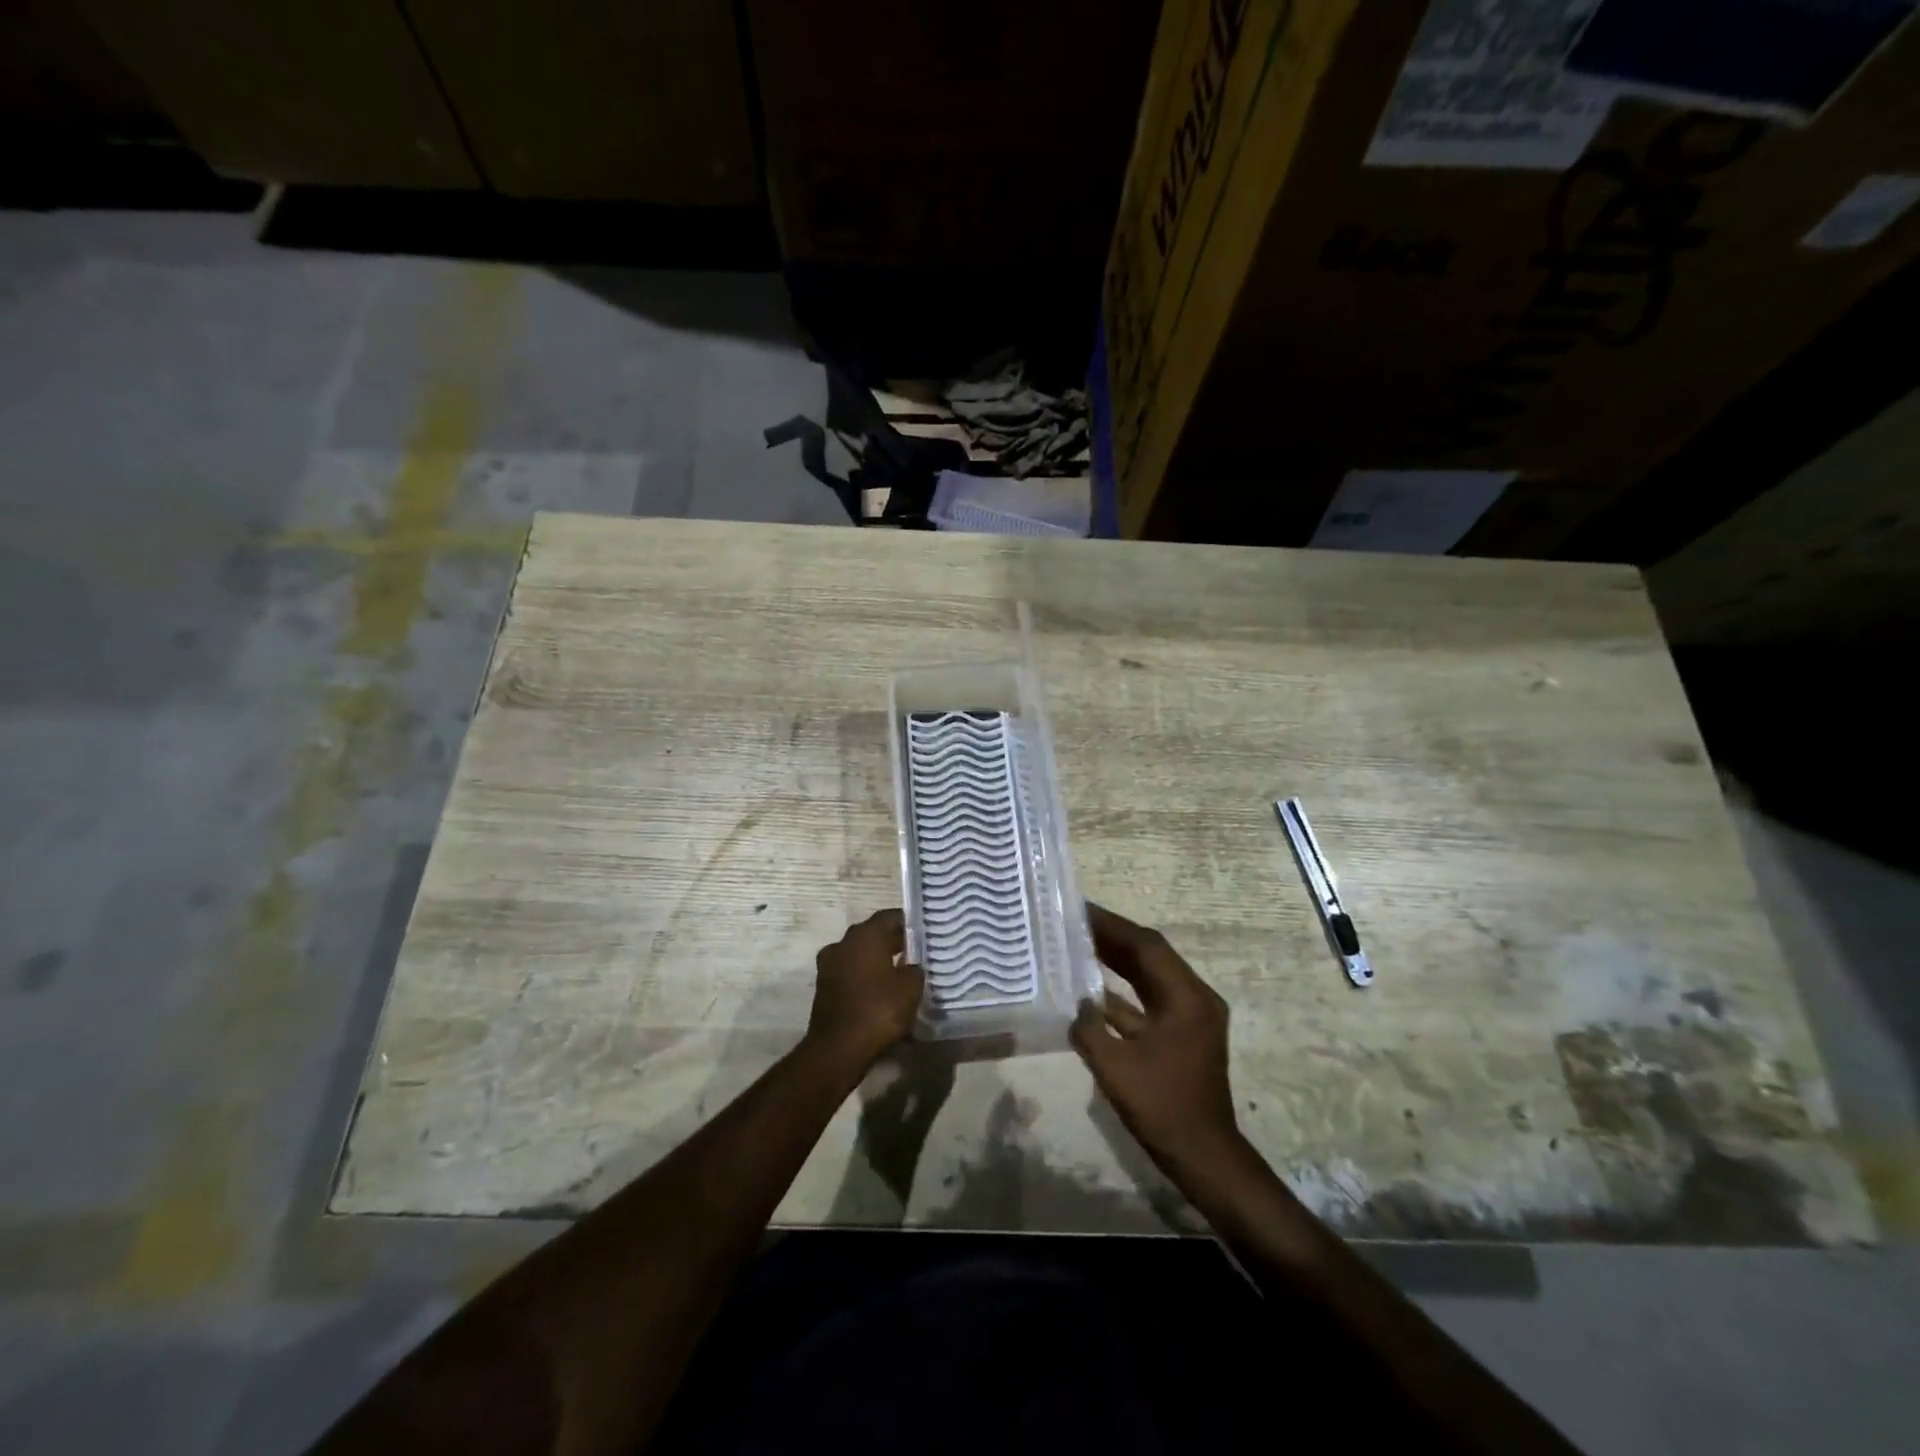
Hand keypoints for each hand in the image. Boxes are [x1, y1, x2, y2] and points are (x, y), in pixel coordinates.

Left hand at [804, 909, 923, 1071]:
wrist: (837, 1050)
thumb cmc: (878, 1010)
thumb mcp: (910, 988)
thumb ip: (915, 969)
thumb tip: (912, 966)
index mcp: (864, 935)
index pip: (889, 916)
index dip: (908, 922)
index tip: (925, 930)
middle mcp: (843, 943)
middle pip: (873, 934)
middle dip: (894, 942)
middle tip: (917, 952)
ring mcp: (829, 965)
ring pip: (860, 954)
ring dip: (878, 961)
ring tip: (901, 973)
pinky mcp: (824, 987)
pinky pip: (851, 973)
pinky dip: (866, 978)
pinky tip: (883, 992)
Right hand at [1072, 904, 1241, 1175]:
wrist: (1203, 1157)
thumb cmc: (1162, 1108)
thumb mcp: (1115, 1067)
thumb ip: (1089, 1028)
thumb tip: (1077, 1005)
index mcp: (1187, 998)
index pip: (1147, 946)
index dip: (1112, 926)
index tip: (1081, 910)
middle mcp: (1194, 999)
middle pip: (1151, 956)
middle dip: (1113, 938)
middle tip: (1075, 922)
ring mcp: (1190, 1018)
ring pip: (1150, 977)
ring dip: (1118, 961)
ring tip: (1080, 944)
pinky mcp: (1182, 1036)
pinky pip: (1149, 1002)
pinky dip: (1123, 993)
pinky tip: (1092, 991)